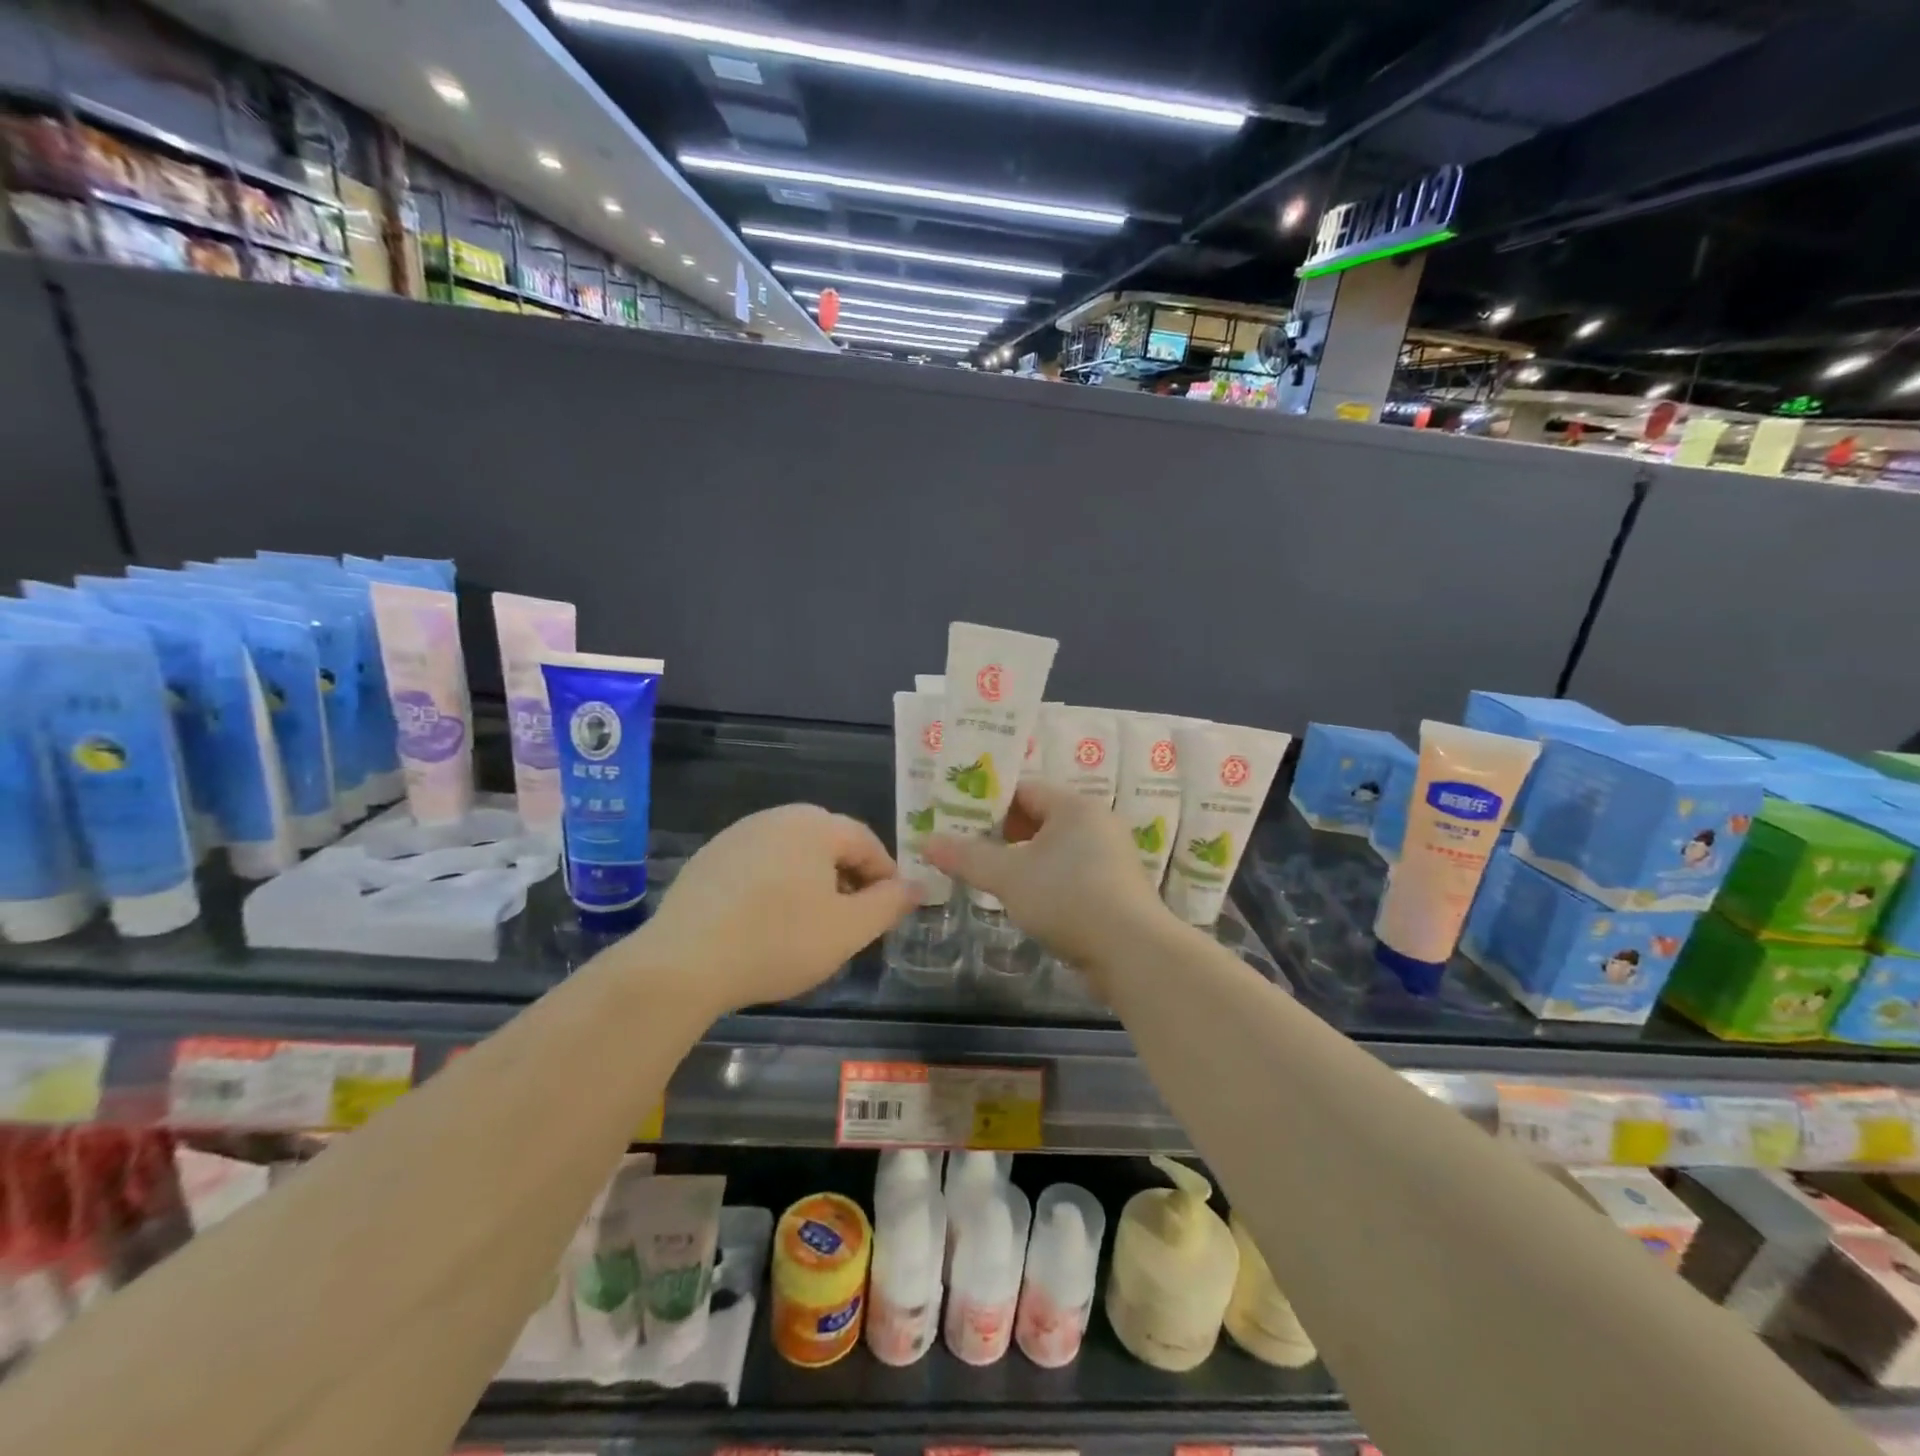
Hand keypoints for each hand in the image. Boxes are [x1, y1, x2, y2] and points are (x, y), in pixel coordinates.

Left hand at [640, 805, 918, 1014]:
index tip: (889, 910)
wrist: (683, 962)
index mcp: (815, 825)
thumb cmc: (778, 941)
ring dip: (812, 883)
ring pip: (792, 854)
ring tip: (811, 925)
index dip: (885, 876)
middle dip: (848, 879)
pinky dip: (774, 888)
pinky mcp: (709, 859)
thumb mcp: (848, 930)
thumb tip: (917, 886)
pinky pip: (758, 866)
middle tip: (853, 920)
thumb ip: (889, 904)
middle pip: (828, 843)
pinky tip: (766, 924)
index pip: (866, 841)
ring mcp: (737, 835)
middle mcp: (776, 817)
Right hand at [925, 783, 1175, 991]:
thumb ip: (967, 856)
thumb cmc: (1068, 897)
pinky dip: (1046, 880)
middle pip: (1040, 817)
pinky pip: (1070, 873)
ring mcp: (1110, 858)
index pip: (1024, 789)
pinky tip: (1024, 900)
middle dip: (1002, 831)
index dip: (988, 801)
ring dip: (1023, 858)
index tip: (957, 817)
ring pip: (1055, 849)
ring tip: (988, 873)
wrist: (1132, 952)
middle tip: (965, 845)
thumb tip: (926, 841)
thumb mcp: (1009, 876)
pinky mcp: (1115, 890)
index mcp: (1075, 806)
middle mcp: (1097, 824)